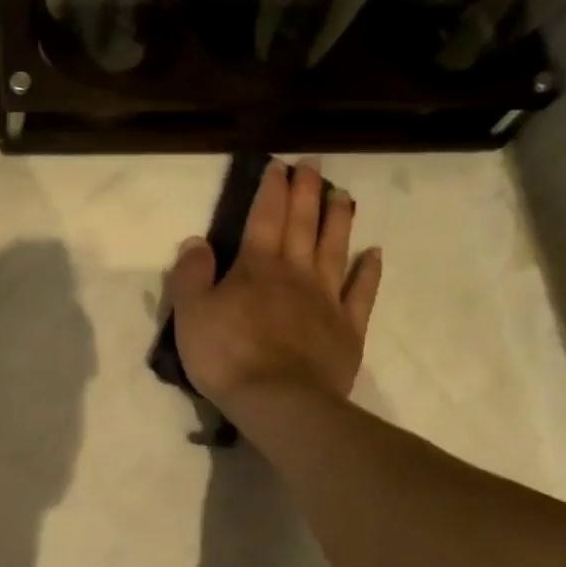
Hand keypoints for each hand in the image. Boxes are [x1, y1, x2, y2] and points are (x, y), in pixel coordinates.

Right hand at [165, 158, 381, 408]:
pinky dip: (369, 271)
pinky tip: (374, 254)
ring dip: (338, 220)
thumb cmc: (226, 356)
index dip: (271, 190)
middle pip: (303, 225)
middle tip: (313, 166)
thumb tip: (196, 242)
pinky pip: (361, 292)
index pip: (264, 218)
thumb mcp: (191, 313)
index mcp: (256, 267)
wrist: (279, 401)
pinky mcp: (347, 329)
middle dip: (307, 193)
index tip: (279, 166)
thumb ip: (191, 275)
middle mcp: (296, 273)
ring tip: (343, 195)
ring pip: (335, 249)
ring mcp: (326, 299)